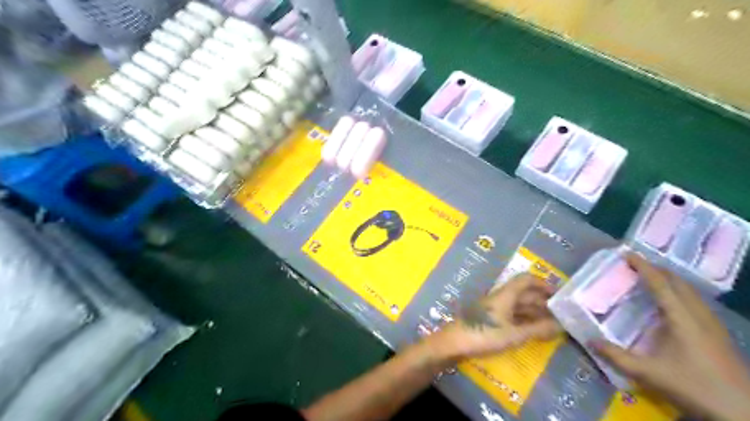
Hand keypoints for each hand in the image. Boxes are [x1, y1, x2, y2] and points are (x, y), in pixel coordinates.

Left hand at [427, 274, 561, 360]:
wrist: (454, 343)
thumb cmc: (484, 334)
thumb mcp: (514, 334)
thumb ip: (538, 330)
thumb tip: (562, 325)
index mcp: (505, 295)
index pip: (525, 280)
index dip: (542, 283)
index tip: (559, 294)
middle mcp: (500, 298)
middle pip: (523, 293)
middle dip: (542, 301)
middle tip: (562, 314)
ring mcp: (494, 309)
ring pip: (518, 305)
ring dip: (534, 312)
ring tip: (553, 324)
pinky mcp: (489, 319)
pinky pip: (511, 315)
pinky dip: (524, 320)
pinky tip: (533, 330)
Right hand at [592, 253, 749, 420]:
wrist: (744, 412)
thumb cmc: (695, 387)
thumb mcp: (649, 374)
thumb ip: (617, 356)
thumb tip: (589, 340)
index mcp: (683, 319)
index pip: (661, 284)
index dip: (643, 267)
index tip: (626, 254)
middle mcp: (699, 315)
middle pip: (679, 282)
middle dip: (656, 269)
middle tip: (634, 264)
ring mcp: (712, 324)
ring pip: (690, 291)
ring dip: (669, 279)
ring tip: (649, 278)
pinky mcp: (718, 334)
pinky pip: (695, 301)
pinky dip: (679, 292)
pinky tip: (670, 304)